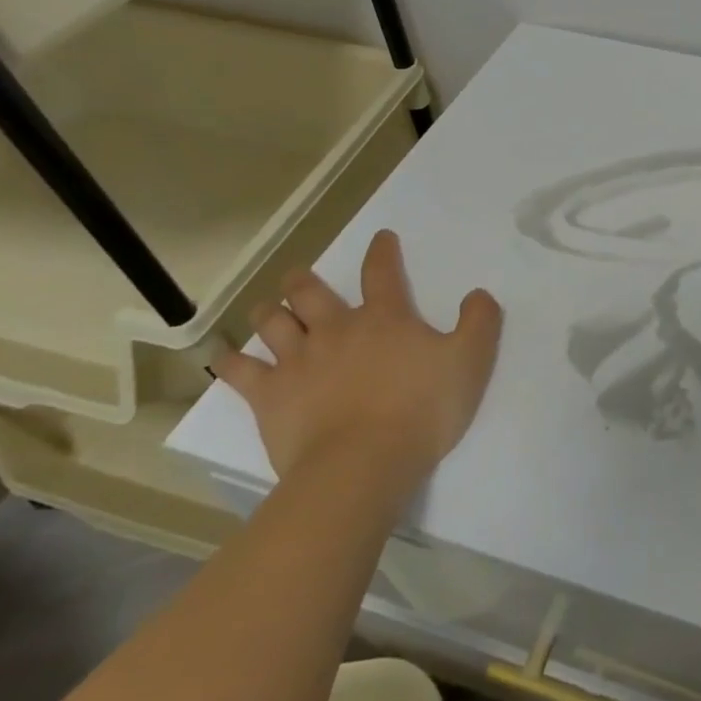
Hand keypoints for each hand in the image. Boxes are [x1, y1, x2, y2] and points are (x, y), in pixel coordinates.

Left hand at [217, 230, 502, 495]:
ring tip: (269, 309)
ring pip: (272, 323)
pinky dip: (229, 360)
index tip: (382, 238)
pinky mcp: (270, 396)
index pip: (382, 272)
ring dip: (269, 311)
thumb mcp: (471, 361)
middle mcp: (336, 329)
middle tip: (301, 277)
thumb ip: (479, 322)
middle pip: (310, 292)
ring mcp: (298, 361)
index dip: (383, 251)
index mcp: (385, 318)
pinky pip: (241, 371)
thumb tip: (478, 294)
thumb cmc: (423, 409)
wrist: (364, 463)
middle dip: (304, 279)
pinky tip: (221, 355)